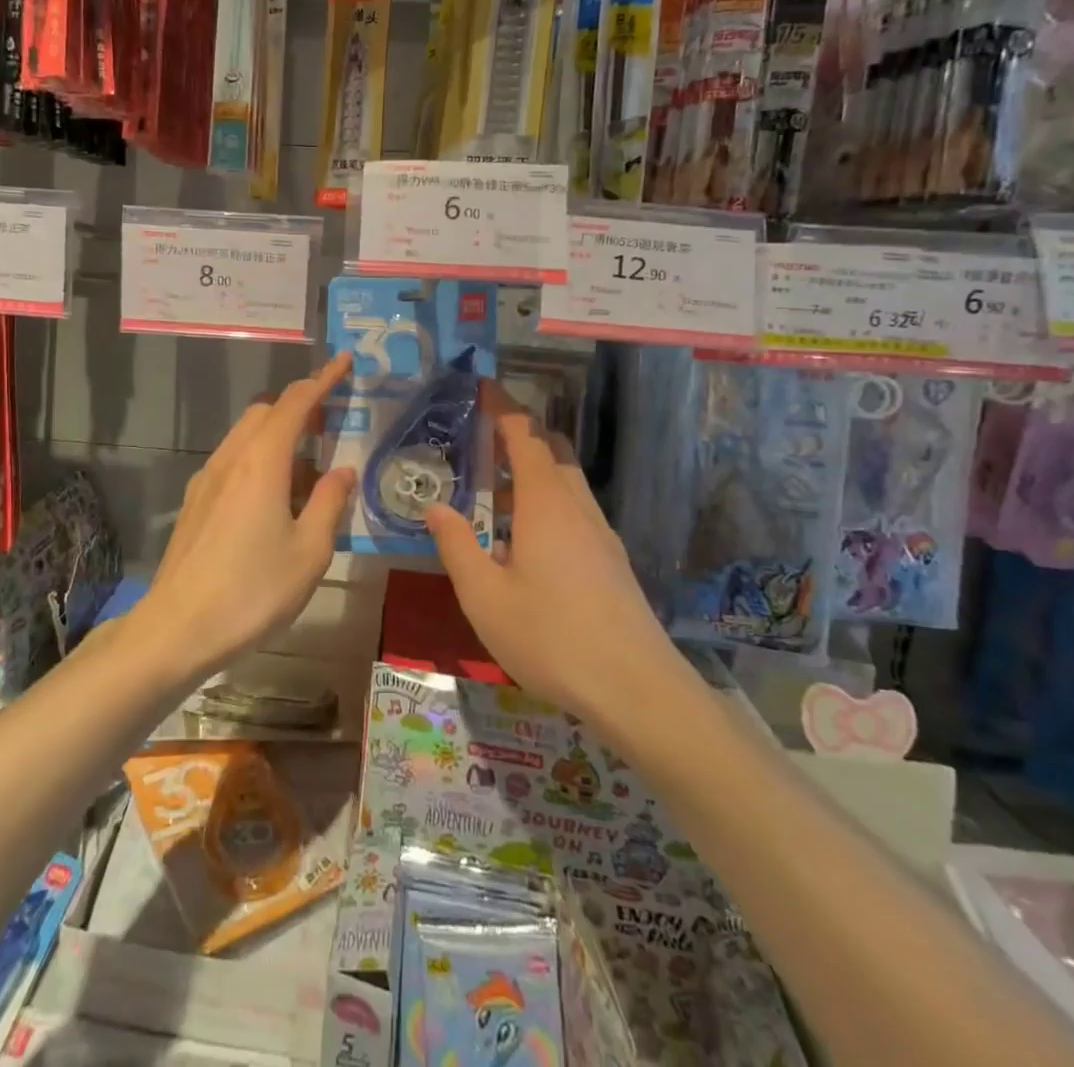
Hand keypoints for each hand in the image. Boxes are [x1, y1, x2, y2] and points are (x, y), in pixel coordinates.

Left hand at [135, 353, 356, 679]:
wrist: (178, 628)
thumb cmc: (253, 590)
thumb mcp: (309, 551)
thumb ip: (329, 503)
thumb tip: (341, 471)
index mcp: (262, 461)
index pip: (295, 402)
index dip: (323, 379)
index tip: (344, 361)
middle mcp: (231, 458)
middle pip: (266, 412)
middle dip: (299, 407)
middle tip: (330, 427)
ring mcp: (207, 479)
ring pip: (246, 436)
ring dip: (278, 437)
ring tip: (307, 474)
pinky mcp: (196, 501)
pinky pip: (233, 461)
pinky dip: (259, 460)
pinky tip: (274, 501)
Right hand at [424, 381, 690, 729]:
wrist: (636, 689)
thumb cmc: (550, 637)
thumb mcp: (484, 596)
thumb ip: (456, 545)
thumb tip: (436, 506)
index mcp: (545, 503)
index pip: (523, 435)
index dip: (502, 405)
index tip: (482, 384)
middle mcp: (577, 506)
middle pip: (551, 449)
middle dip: (518, 433)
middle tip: (481, 436)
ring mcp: (600, 533)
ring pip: (566, 480)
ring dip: (533, 469)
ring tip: (494, 489)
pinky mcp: (611, 559)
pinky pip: (575, 509)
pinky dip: (547, 499)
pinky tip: (525, 539)